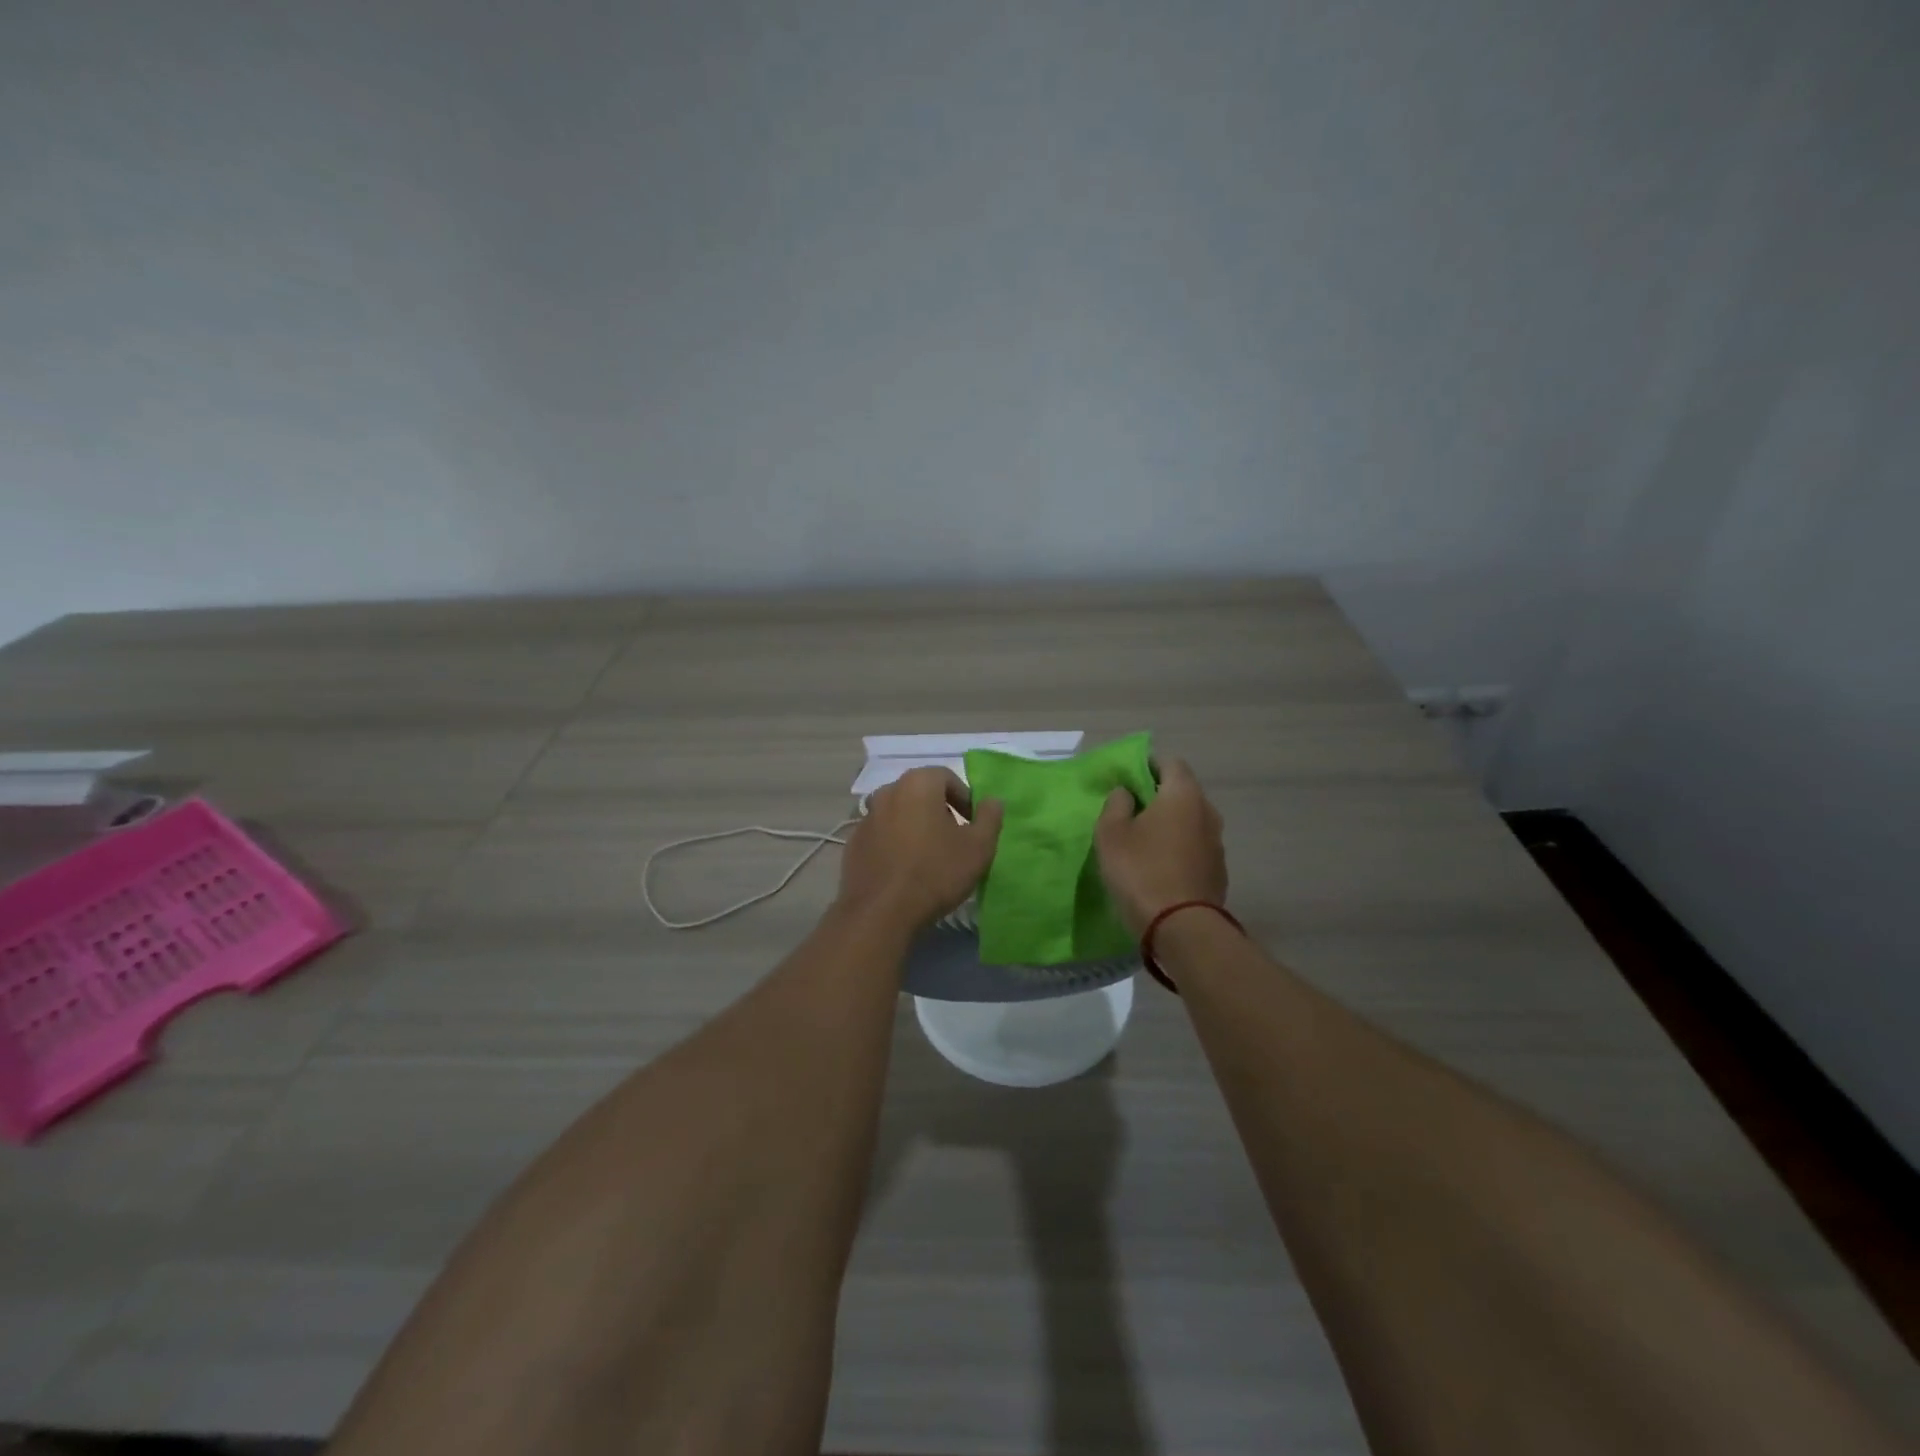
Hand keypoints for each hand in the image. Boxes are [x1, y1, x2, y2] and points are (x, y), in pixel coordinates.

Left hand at [838, 767, 1003, 930]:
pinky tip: (904, 869)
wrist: (881, 912)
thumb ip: (990, 818)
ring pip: (899, 813)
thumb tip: (993, 801)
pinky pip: (882, 834)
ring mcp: (866, 817)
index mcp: (918, 784)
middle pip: (921, 792)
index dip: (965, 798)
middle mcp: (887, 791)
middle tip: (954, 838)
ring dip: (915, 826)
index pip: (947, 777)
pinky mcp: (853, 843)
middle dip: (940, 810)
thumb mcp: (978, 847)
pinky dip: (895, 843)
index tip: (973, 824)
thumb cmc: (936, 872)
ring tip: (929, 855)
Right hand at [1094, 757, 1227, 936]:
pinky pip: (1195, 848)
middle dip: (1158, 796)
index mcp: (1183, 794)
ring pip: (1190, 821)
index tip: (1127, 780)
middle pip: (1182, 791)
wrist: (1181, 927)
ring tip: (1143, 841)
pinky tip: (1159, 867)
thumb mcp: (1111, 833)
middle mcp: (1208, 812)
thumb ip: (1116, 804)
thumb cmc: (1140, 871)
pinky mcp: (1218, 871)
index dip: (1148, 766)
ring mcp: (1217, 843)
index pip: (1170, 763)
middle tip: (1130, 811)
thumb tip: (1127, 792)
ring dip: (1170, 825)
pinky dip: (1179, 849)